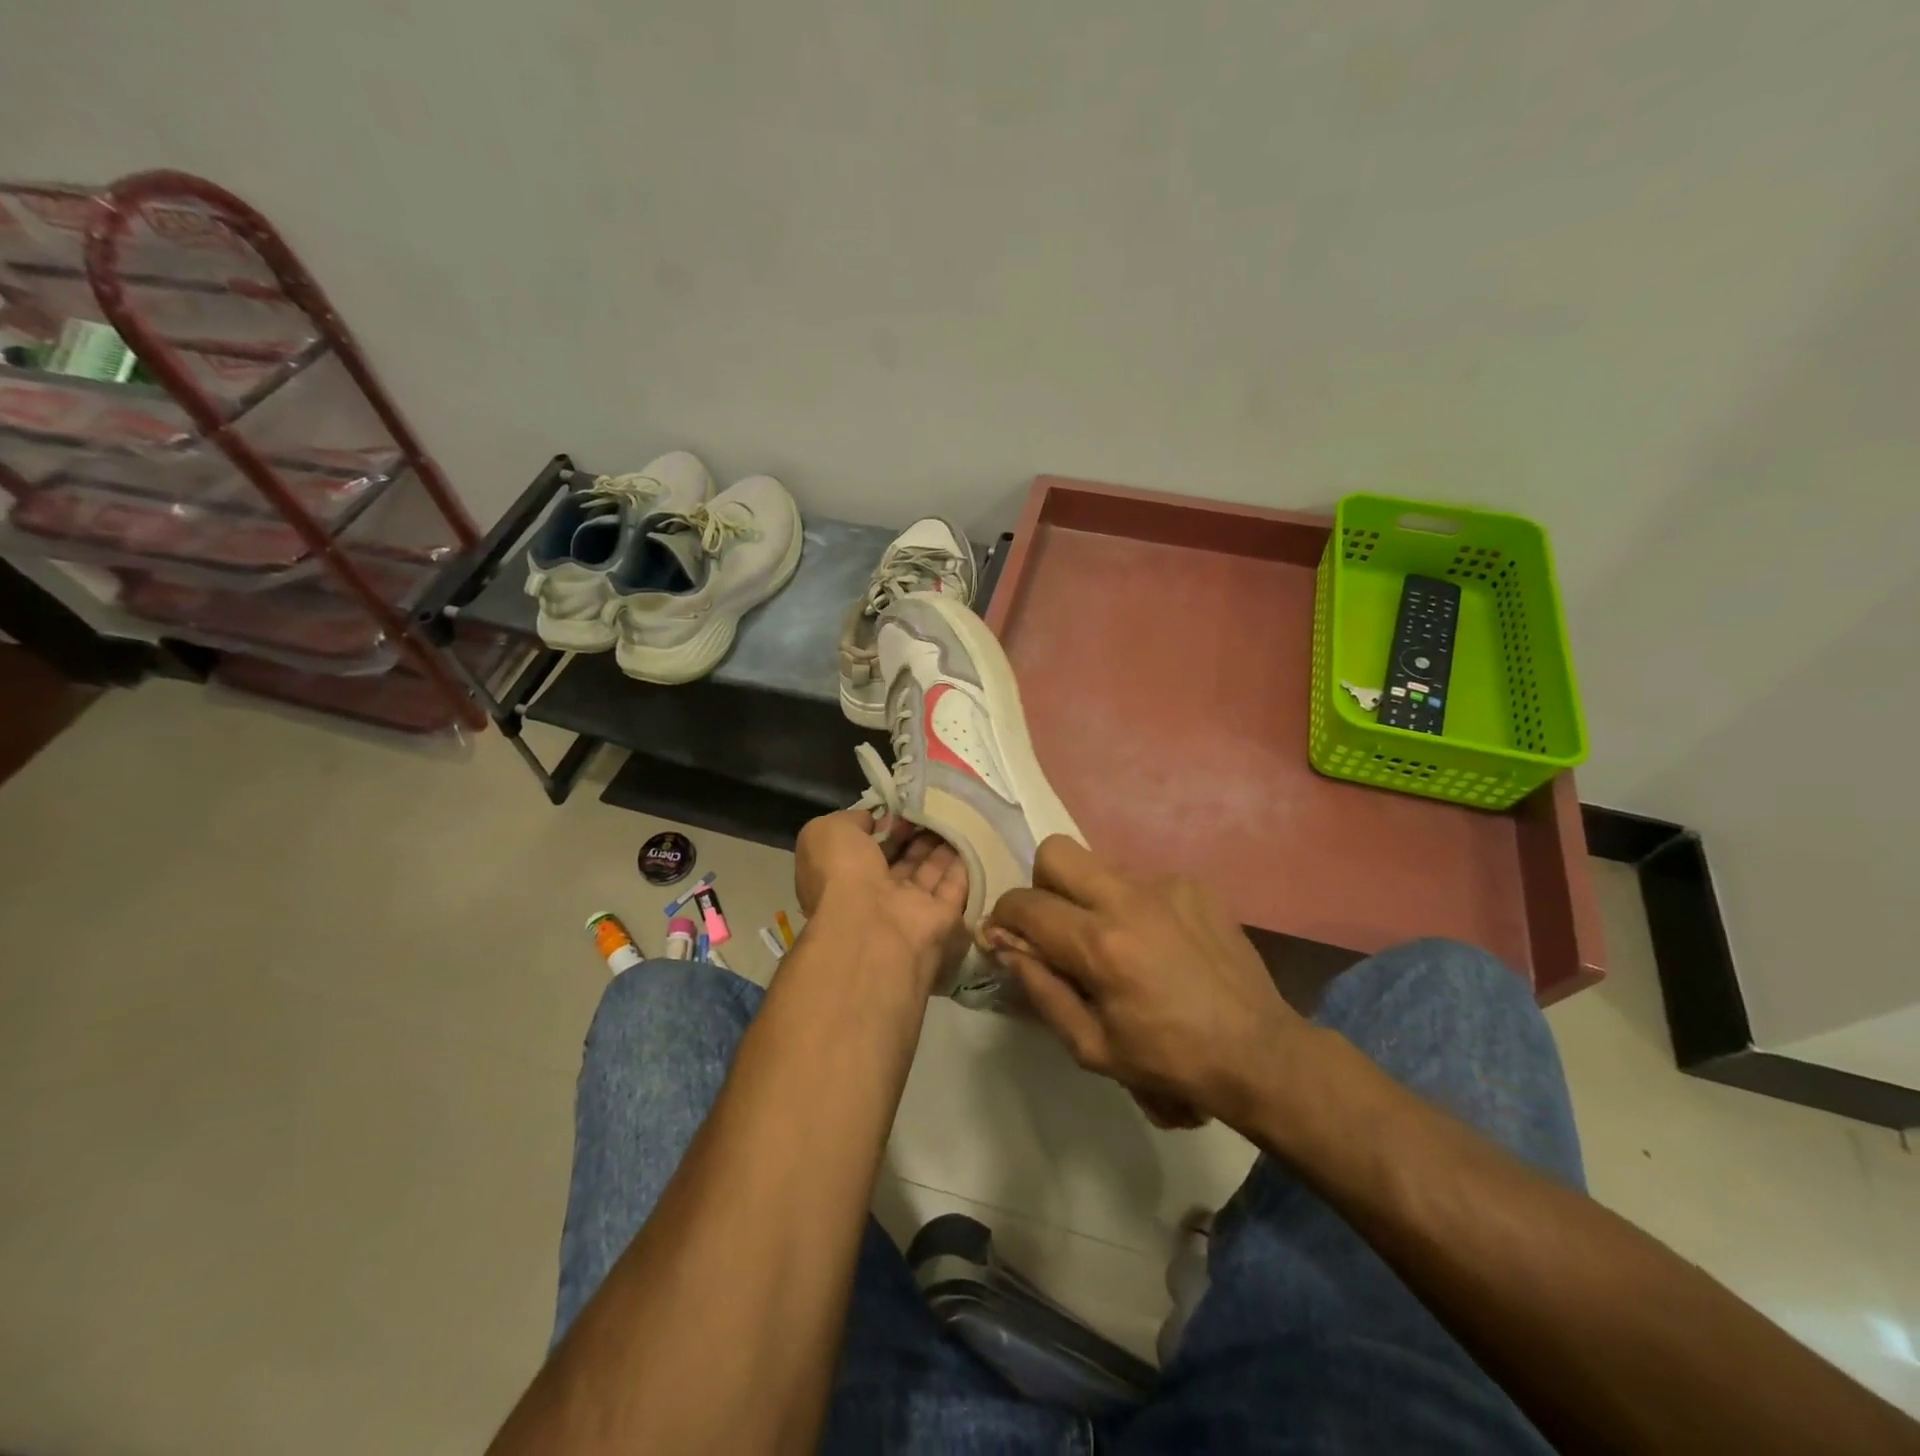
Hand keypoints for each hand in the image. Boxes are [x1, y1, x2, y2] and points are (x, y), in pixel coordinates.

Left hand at [794, 809, 969, 993]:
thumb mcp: (828, 832)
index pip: (867, 846)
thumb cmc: (842, 874)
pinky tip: (975, 834)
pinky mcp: (942, 918)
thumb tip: (877, 820)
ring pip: (929, 870)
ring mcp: (909, 908)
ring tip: (956, 811)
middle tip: (935, 804)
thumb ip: (851, 820)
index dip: (885, 824)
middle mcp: (876, 894)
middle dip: (917, 832)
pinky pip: (955, 886)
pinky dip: (965, 864)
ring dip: (942, 844)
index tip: (903, 804)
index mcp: (843, 875)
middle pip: (902, 858)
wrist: (871, 927)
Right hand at [985, 837, 1307, 1129]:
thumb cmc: (1169, 1060)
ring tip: (1113, 939)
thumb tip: (1003, 946)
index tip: (1005, 935)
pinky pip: (1142, 879)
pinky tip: (1157, 941)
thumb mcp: (1091, 1045)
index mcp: (1099, 945)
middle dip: (1042, 884)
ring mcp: (1165, 886)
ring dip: (1089, 895)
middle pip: (1056, 852)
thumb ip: (1040, 988)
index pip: (1025, 904)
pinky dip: (1133, 904)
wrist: (1258, 1051)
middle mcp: (1128, 900)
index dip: (1003, 916)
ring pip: (1099, 864)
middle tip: (1058, 925)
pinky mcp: (1194, 885)